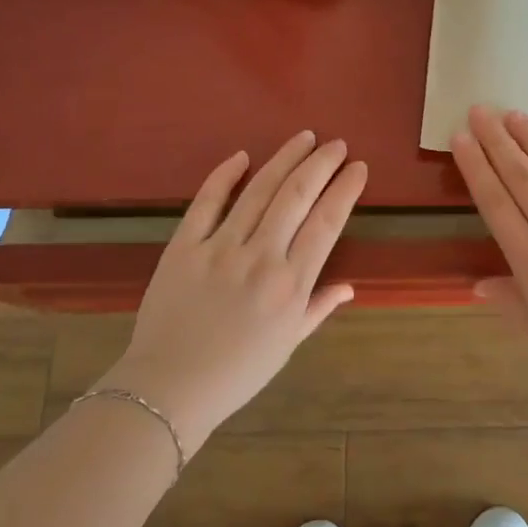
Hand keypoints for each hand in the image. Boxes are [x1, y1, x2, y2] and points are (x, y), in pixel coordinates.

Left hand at [104, 132, 366, 452]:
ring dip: (284, 159)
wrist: (169, 389)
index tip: (358, 167)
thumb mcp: (287, 345)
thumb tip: (348, 287)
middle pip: (296, 196)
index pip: (326, 223)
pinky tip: (242, 156)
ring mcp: (220, 249)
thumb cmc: (237, 372)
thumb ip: (317, 308)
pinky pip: (206, 203)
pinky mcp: (184, 247)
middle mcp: (260, 258)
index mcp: (290, 285)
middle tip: (336, 144)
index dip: (345, 190)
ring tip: (304, 137)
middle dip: (321, 164)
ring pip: (258, 191)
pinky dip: (224, 176)